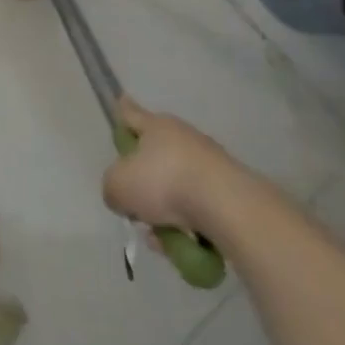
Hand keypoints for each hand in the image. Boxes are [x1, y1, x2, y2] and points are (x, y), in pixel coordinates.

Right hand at [101, 94, 242, 234]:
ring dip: (166, 211)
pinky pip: (199, 208)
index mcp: (156, 126)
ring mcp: (212, 164)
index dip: (122, 110)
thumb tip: (124, 196)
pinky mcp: (231, 191)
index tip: (120, 101)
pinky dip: (189, 224)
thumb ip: (112, 188)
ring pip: (176, 188)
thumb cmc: (164, 184)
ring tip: (162, 237)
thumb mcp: (118, 186)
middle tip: (136, 208)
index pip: (132, 114)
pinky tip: (185, 243)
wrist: (228, 208)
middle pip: (155, 158)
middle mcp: (185, 138)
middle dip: (144, 184)